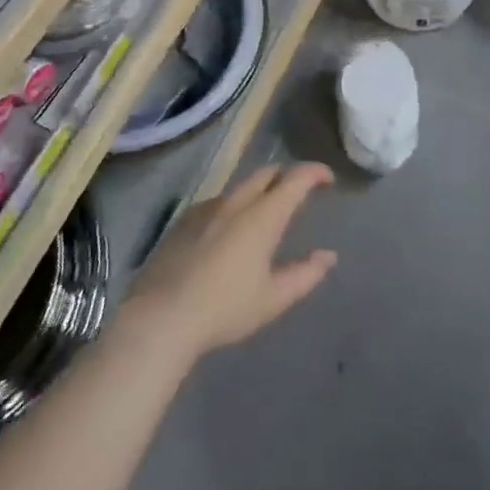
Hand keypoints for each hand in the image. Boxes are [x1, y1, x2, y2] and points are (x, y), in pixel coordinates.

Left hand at [123, 163, 337, 363]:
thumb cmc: (225, 309)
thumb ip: (305, 274)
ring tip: (264, 215)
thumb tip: (328, 256)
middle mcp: (236, 202)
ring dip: (258, 192)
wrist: (161, 317)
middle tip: (298, 193)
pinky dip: (233, 207)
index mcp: (262, 216)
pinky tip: (228, 233)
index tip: (327, 178)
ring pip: (240, 187)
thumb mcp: (273, 298)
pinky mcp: (184, 220)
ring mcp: (206, 208)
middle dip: (285, 176)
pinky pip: (217, 202)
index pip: (295, 179)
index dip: (314, 172)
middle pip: (266, 173)